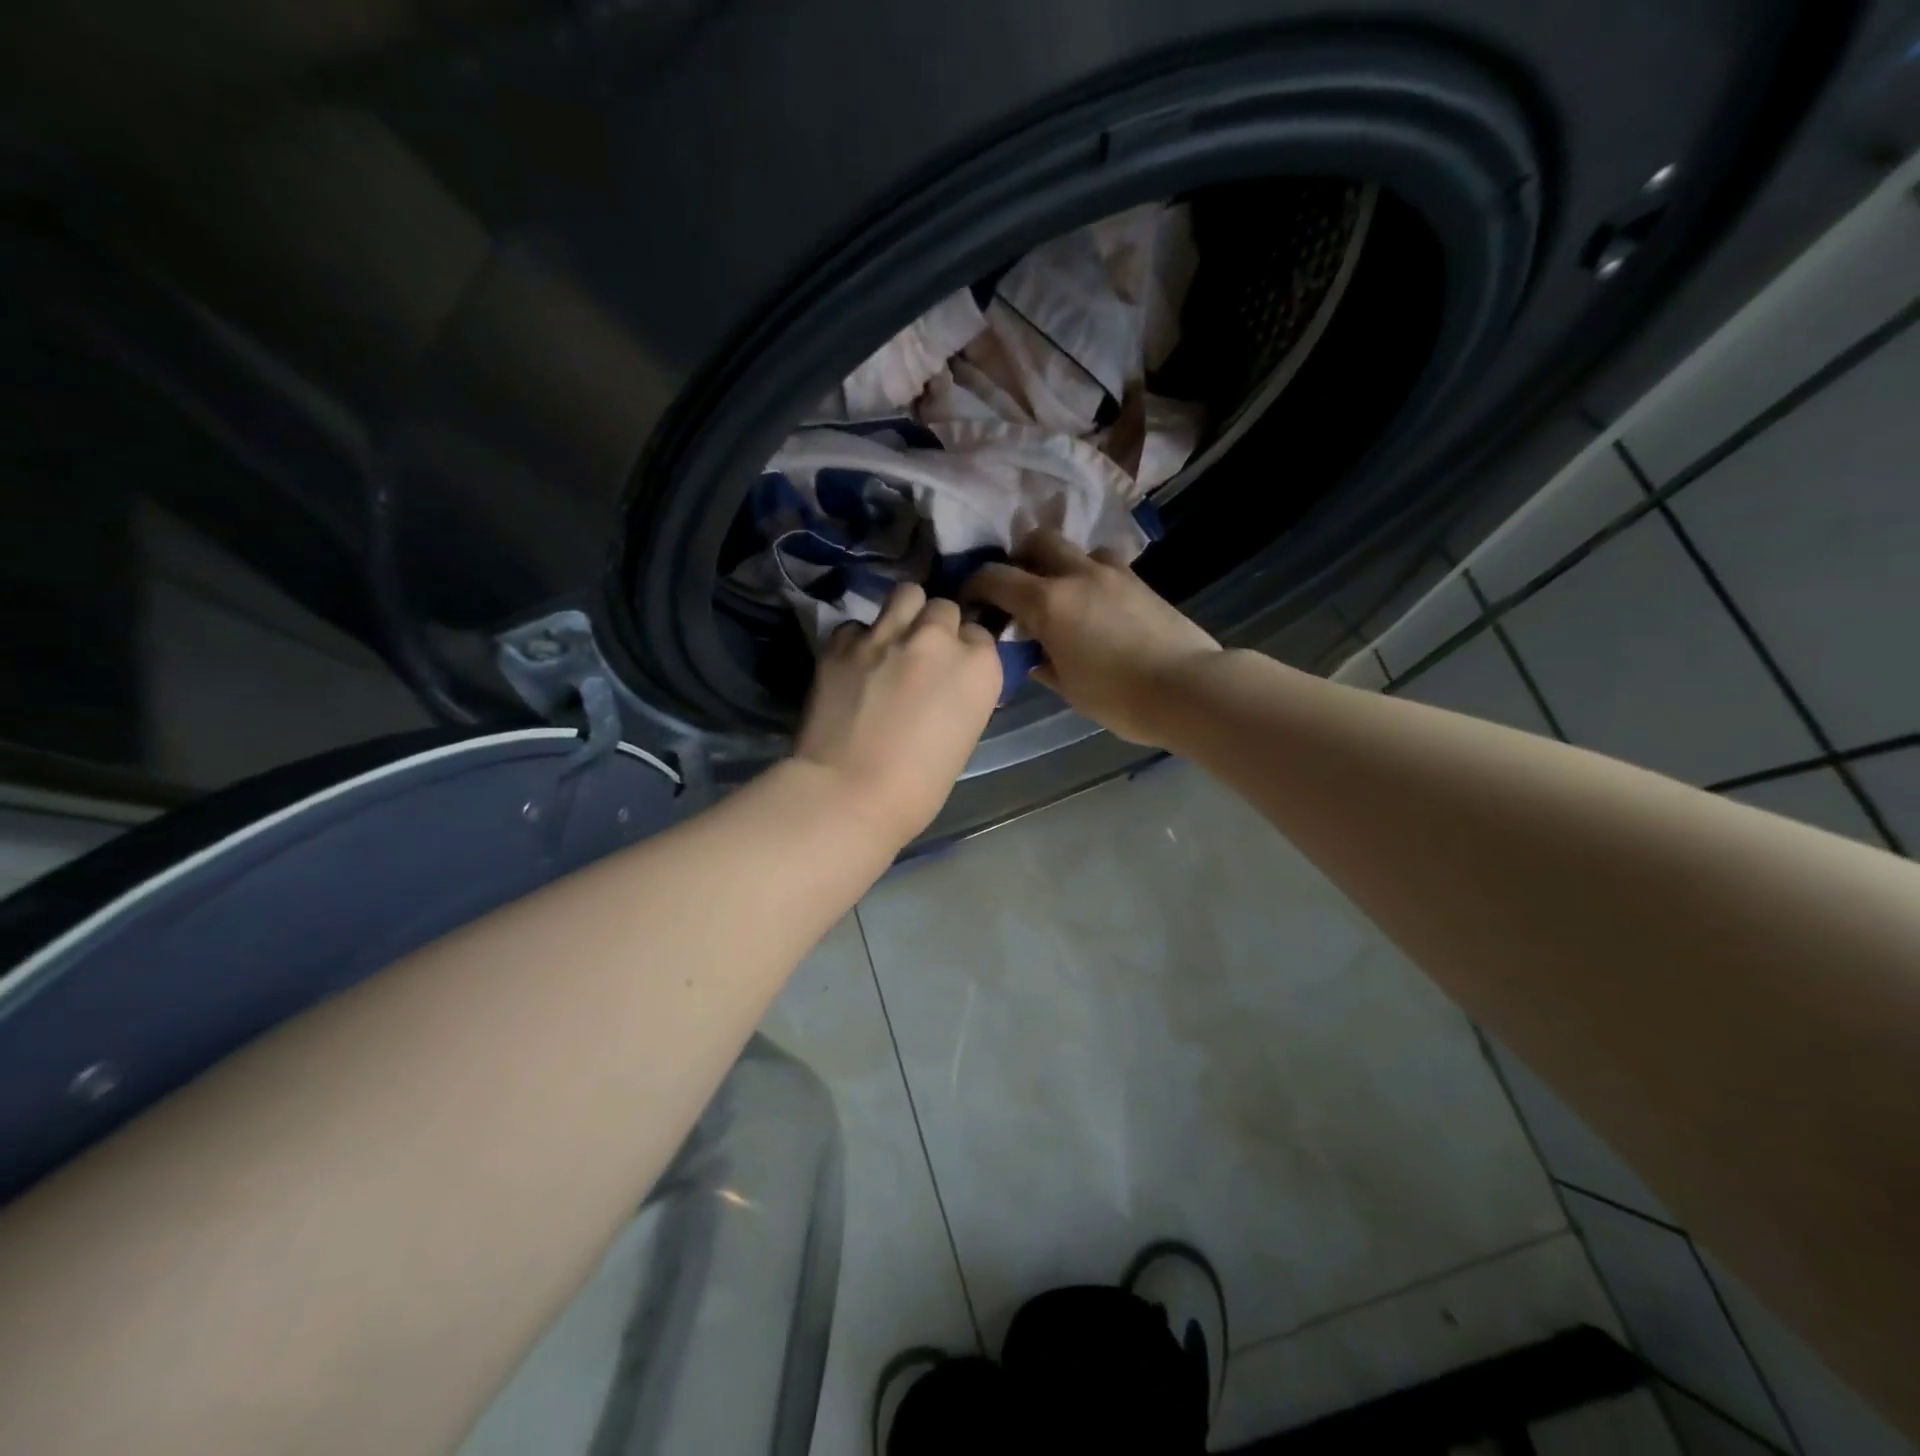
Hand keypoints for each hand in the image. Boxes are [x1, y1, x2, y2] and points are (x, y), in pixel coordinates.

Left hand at [793, 583, 1003, 844]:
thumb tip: (945, 683)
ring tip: (892, 640)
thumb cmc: (918, 787)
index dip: (965, 651)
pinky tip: (853, 665)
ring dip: (903, 614)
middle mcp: (937, 639)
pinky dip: (858, 640)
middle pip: (944, 608)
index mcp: (978, 667)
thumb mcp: (963, 736)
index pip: (980, 635)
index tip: (953, 671)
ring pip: (905, 595)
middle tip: (923, 655)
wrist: (849, 794)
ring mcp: (886, 635)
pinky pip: (857, 625)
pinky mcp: (842, 642)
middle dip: (936, 627)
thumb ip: (960, 694)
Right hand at [967, 529, 1220, 746]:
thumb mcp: (1068, 688)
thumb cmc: (1118, 696)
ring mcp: (1114, 573)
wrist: (1188, 688)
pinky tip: (1097, 603)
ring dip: (1062, 563)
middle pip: (1039, 540)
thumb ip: (1043, 663)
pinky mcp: (1141, 581)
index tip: (972, 599)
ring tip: (1064, 592)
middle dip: (1021, 556)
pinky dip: (1092, 575)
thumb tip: (1034, 653)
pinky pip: (1106, 564)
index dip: (976, 584)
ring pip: (1077, 548)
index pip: (996, 577)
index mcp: (1048, 602)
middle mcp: (1077, 575)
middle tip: (1019, 585)